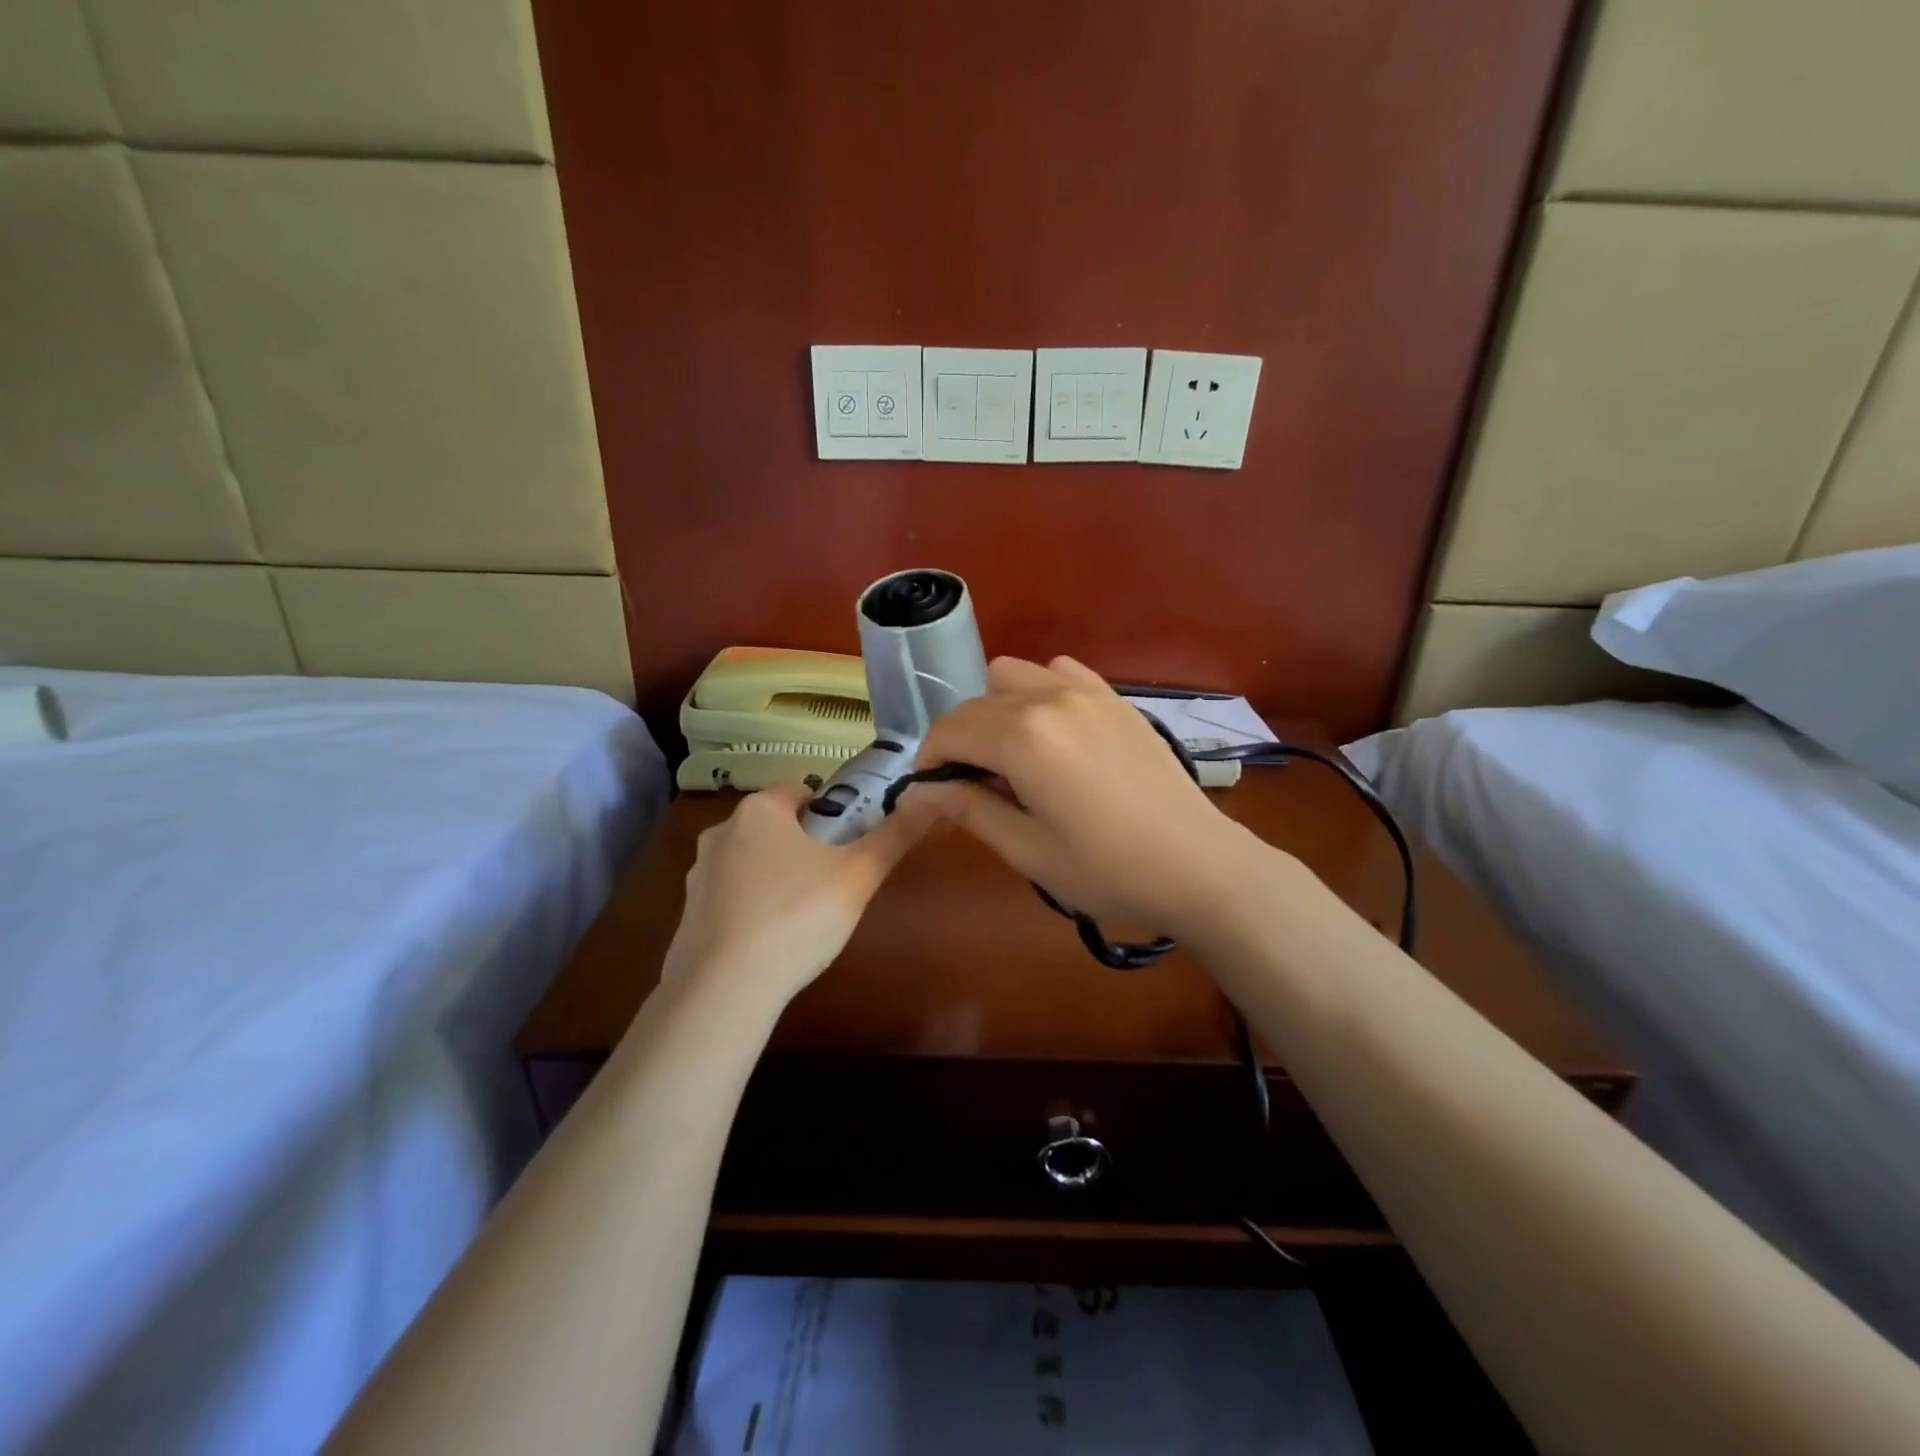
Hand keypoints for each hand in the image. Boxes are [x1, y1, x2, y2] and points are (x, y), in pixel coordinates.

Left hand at [661, 781, 936, 1009]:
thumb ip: (895, 835)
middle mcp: (721, 832)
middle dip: (806, 846)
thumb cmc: (796, 917)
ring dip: (778, 877)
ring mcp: (698, 874)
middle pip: (777, 826)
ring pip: (752, 862)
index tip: (851, 845)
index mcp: (758, 810)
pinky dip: (752, 908)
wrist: (724, 989)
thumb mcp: (859, 875)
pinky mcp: (688, 914)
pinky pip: (732, 898)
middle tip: (835, 882)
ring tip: (805, 916)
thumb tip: (930, 798)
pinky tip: (772, 941)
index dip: (833, 813)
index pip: (803, 791)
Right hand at [905, 656, 1269, 940]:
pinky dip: (1040, 693)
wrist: (1198, 865)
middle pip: (976, 703)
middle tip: (973, 787)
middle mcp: (1049, 698)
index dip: (929, 762)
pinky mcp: (1115, 698)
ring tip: (1012, 756)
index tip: (931, 795)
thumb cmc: (1107, 870)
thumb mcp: (1026, 849)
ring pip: (1014, 676)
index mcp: (1022, 737)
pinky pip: (1059, 672)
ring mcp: (1087, 692)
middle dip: (959, 740)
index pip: (949, 732)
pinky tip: (1054, 734)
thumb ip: (968, 808)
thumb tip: (917, 793)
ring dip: (996, 710)